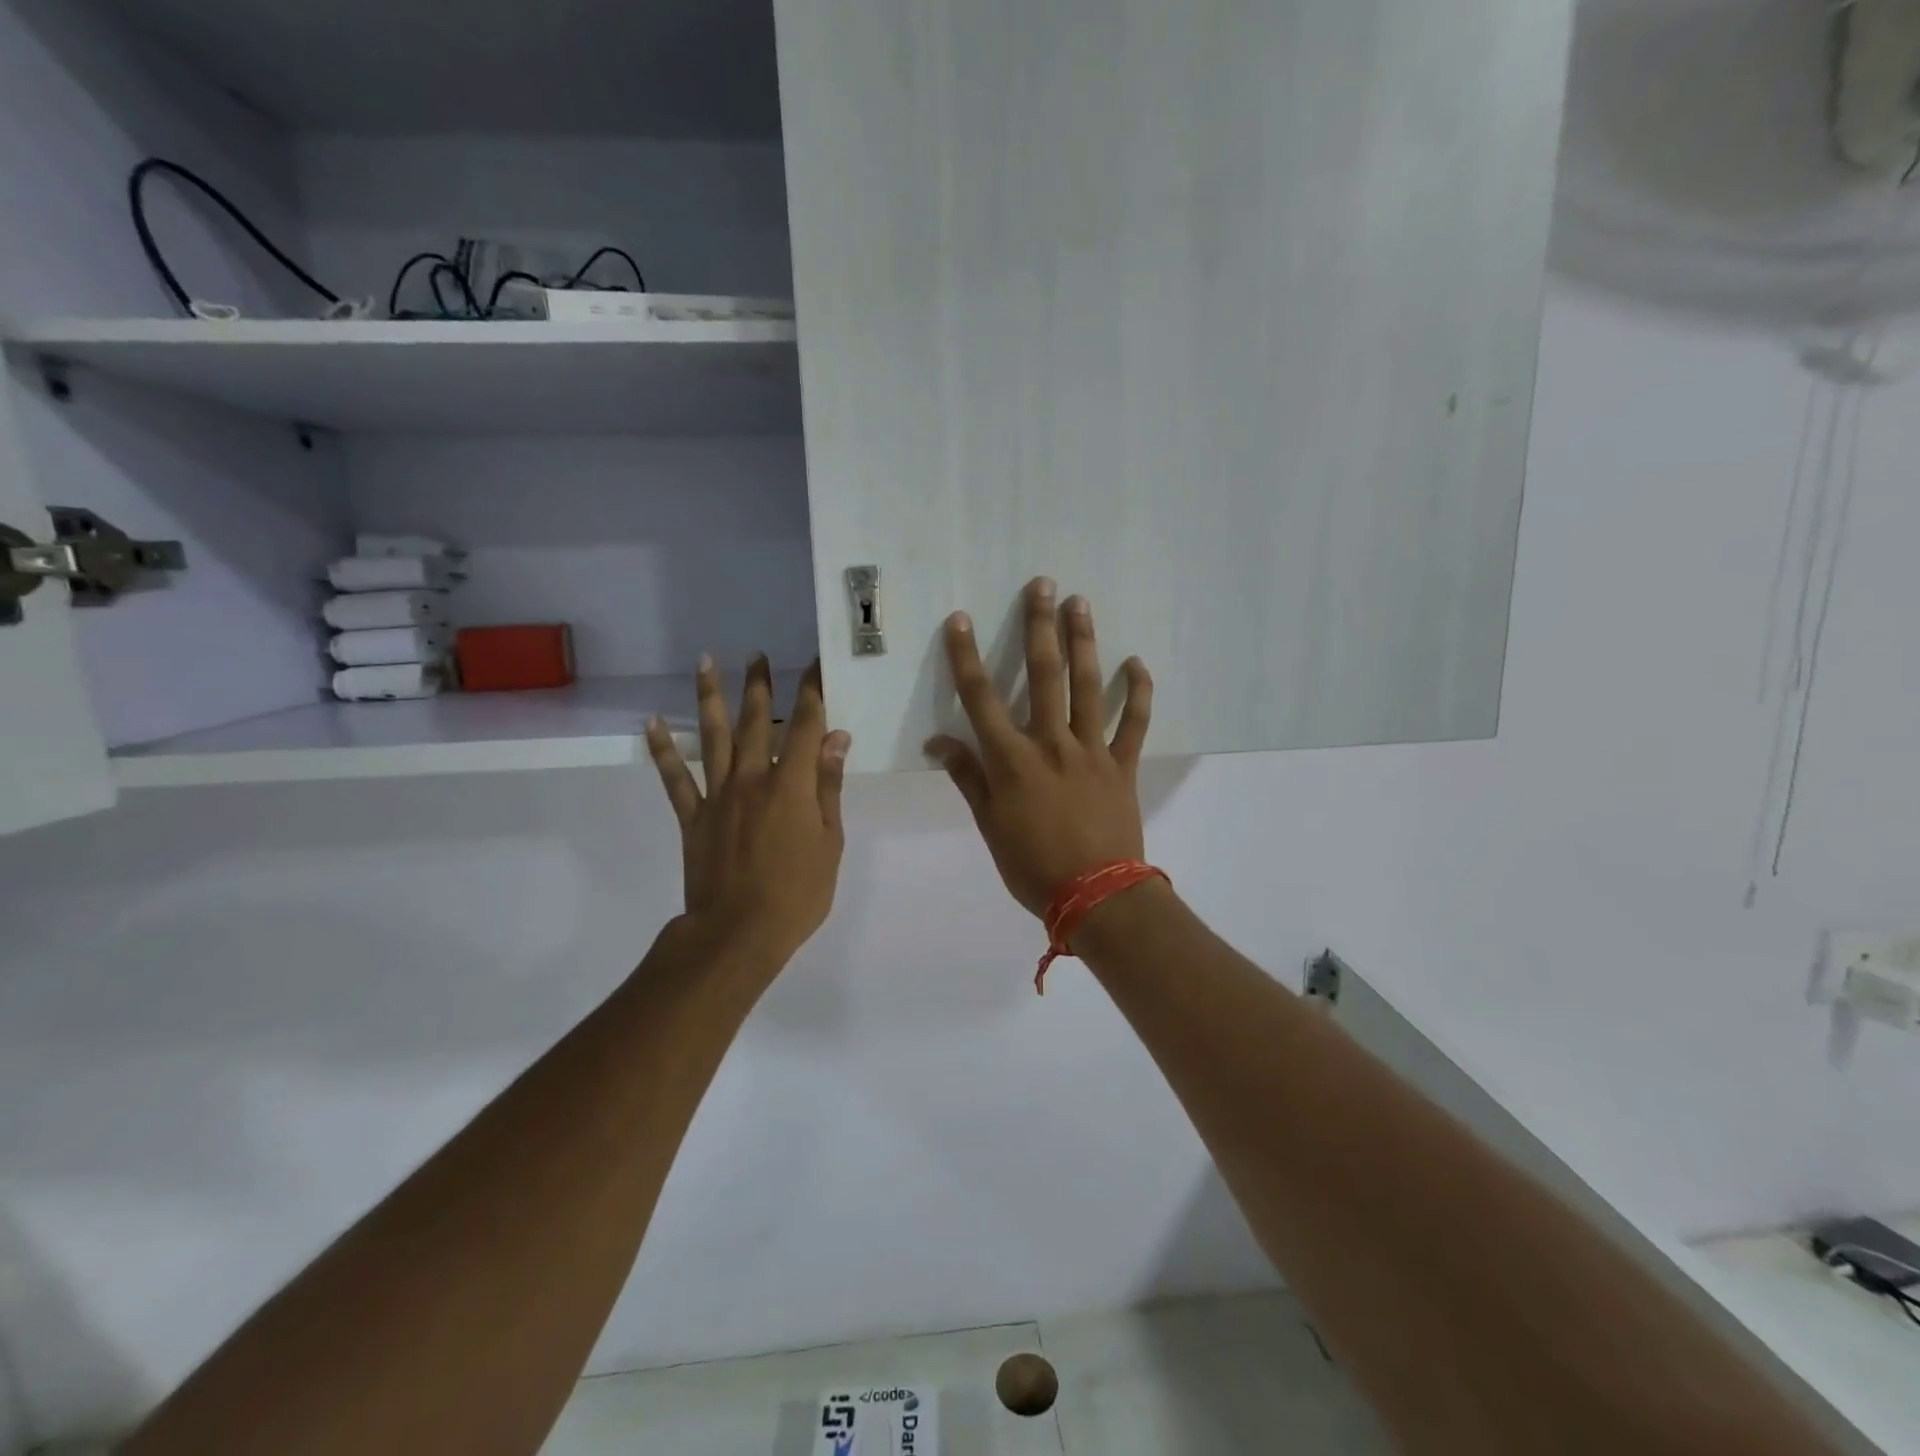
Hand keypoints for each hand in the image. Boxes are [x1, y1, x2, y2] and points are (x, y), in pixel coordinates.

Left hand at [647, 656, 850, 962]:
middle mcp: (752, 779)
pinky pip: (674, 778)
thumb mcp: (829, 841)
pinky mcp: (692, 816)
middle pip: (757, 722)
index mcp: (791, 785)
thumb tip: (837, 739)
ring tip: (706, 662)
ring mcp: (718, 795)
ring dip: (709, 697)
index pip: (806, 726)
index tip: (815, 666)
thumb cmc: (797, 892)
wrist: (739, 932)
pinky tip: (652, 722)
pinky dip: (662, 749)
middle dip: (760, 686)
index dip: (812, 692)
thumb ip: (829, 787)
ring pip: (713, 736)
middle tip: (758, 655)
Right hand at [926, 578, 1153, 918]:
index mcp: (1013, 760)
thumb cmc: (1032, 865)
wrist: (1096, 896)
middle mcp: (1052, 744)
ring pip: (1088, 688)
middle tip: (1043, 585)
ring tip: (1080, 604)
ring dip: (1084, 643)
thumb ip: (969, 778)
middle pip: (1044, 676)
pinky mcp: (1123, 765)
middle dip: (1039, 627)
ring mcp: (1092, 751)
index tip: (961, 620)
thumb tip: (939, 743)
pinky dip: (1138, 693)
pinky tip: (1137, 663)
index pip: (982, 699)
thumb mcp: (990, 825)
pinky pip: (1134, 724)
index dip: (967, 658)